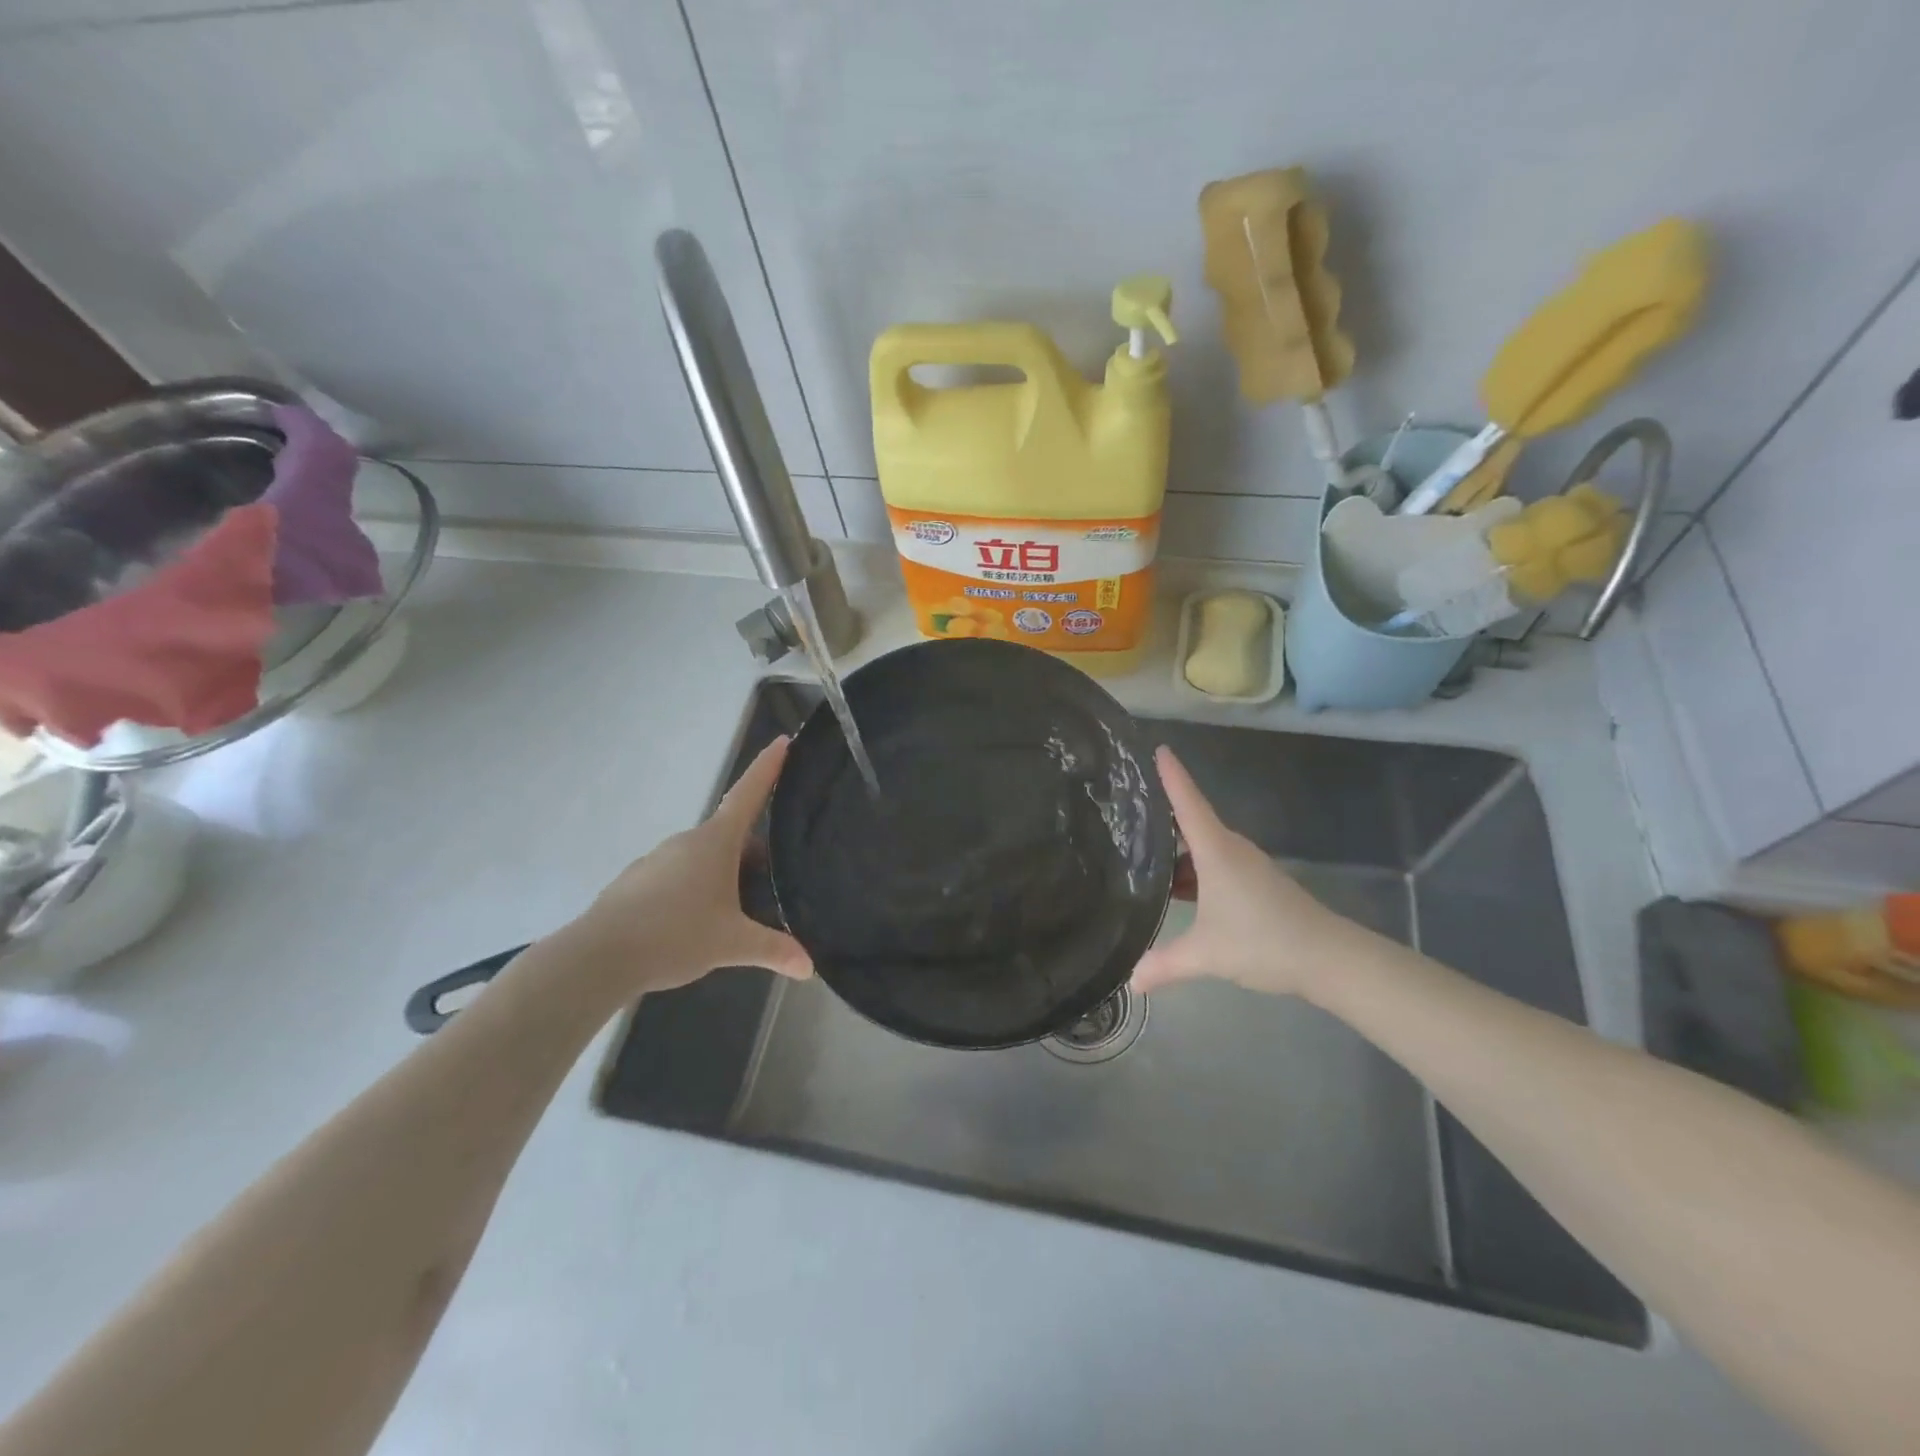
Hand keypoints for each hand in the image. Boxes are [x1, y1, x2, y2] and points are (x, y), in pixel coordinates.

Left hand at [562, 737, 812, 994]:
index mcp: (715, 842)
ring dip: (725, 873)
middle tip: (776, 879)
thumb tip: (810, 967)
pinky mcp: (638, 882)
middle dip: (754, 852)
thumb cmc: (674, 935)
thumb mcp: (732, 943)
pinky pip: (679, 876)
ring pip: (704, 858)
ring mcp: (658, 860)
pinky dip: (697, 888)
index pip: (748, 794)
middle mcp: (686, 842)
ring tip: (739, 911)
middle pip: (731, 834)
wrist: (598, 957)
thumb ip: (773, 950)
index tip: (782, 741)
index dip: (768, 767)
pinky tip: (697, 923)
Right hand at [1131, 747, 1355, 999]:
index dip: (1171, 774)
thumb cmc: (1264, 941)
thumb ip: (1165, 964)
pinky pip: (1212, 863)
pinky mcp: (1253, 882)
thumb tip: (1131, 980)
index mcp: (1215, 851)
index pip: (1187, 802)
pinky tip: (1173, 889)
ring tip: (1137, 852)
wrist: (1329, 958)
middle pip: (1190, 821)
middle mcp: (1230, 849)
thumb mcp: (1206, 954)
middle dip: (1160, 813)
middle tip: (1123, 809)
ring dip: (1174, 849)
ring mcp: (1244, 865)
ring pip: (1201, 847)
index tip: (1156, 747)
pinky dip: (1190, 868)